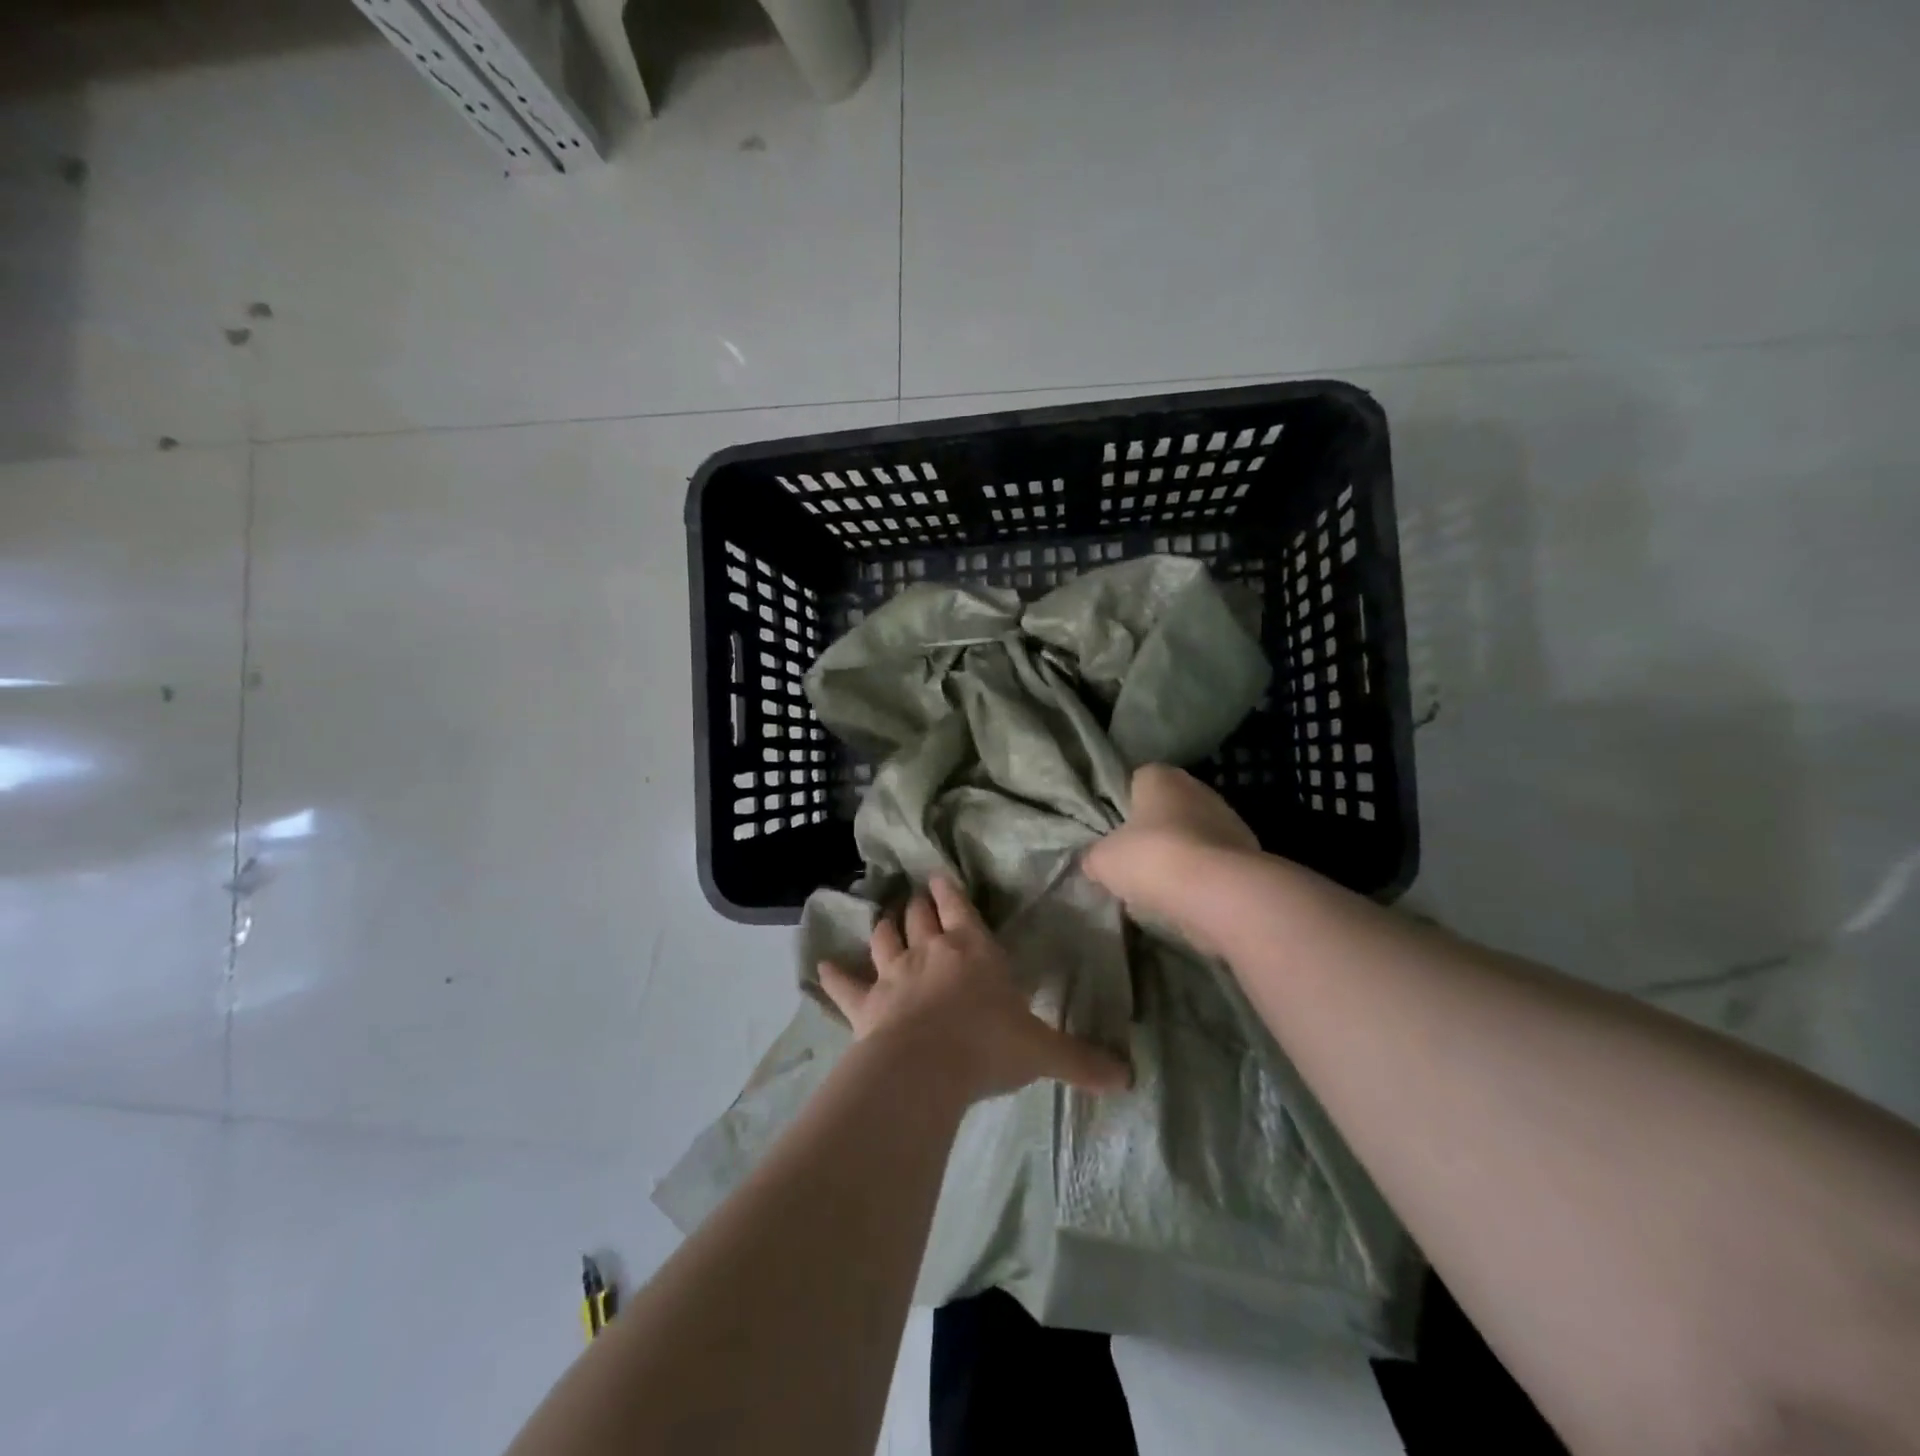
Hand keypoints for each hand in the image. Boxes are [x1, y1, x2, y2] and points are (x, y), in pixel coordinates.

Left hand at [818, 875, 1131, 1101]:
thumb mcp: (1042, 1052)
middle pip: (920, 918)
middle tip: (915, 896)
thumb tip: (1129, 1078)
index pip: (960, 909)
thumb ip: (1082, 1061)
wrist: (927, 1067)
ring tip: (883, 918)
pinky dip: (833, 976)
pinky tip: (820, 967)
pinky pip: (845, 985)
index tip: (938, 877)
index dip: (949, 892)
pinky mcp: (866, 1004)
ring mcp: (894, 975)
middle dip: (919, 905)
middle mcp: (931, 952)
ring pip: (885, 940)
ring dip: (884, 928)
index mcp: (974, 950)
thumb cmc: (988, 1046)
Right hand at [1083, 765, 1259, 950]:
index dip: (1125, 805)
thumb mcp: (1103, 861)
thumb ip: (1094, 856)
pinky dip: (1203, 877)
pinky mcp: (1250, 852)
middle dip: (1155, 832)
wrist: (1219, 892)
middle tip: (1136, 861)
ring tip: (1161, 887)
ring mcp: (1229, 819)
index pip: (1139, 780)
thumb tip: (1093, 862)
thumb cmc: (1152, 858)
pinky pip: (1215, 862)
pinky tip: (1188, 899)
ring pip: (1195, 835)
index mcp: (1161, 777)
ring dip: (1182, 855)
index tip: (1116, 833)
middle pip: (1169, 808)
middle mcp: (1198, 788)